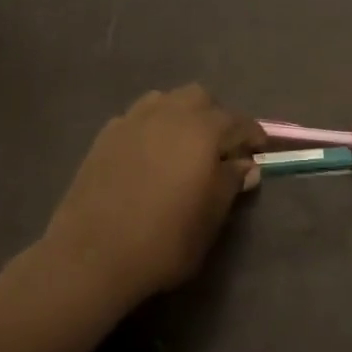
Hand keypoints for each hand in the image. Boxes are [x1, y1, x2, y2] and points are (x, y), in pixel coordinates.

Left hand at [39, 85, 264, 310]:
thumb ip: (230, 183)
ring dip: (181, 115)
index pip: (238, 122)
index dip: (252, 135)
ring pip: (166, 100)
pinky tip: (148, 154)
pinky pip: (138, 117)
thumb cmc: (164, 240)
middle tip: (218, 149)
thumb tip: (245, 165)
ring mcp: (133, 119)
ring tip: (182, 146)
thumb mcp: (210, 218)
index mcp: (202, 130)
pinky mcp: (107, 134)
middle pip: (200, 98)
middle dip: (215, 116)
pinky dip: (151, 127)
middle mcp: (169, 113)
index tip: (258, 151)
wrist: (93, 253)